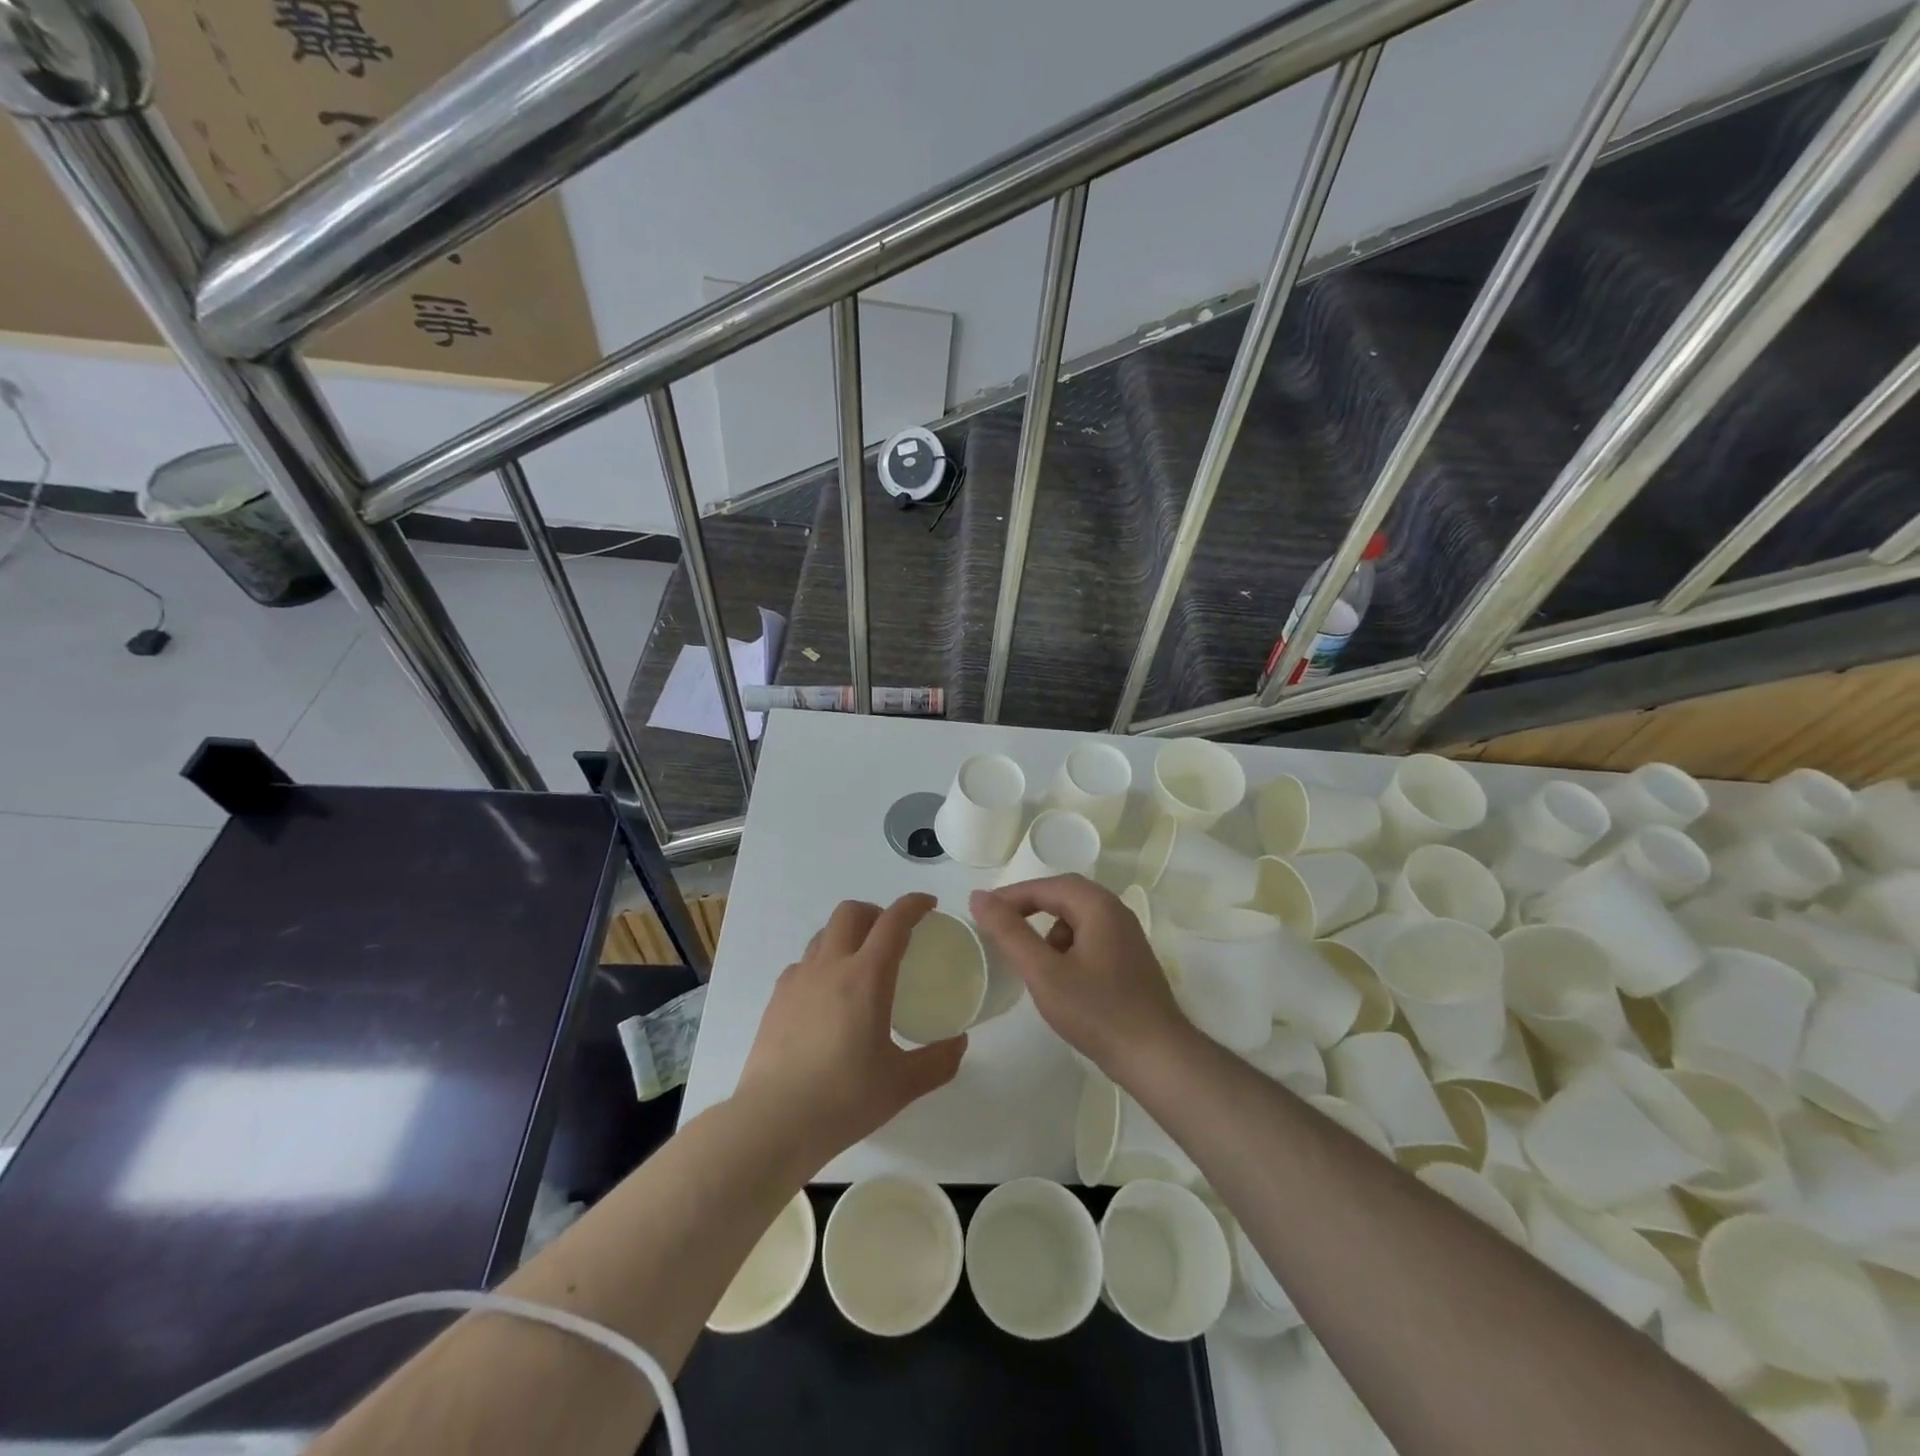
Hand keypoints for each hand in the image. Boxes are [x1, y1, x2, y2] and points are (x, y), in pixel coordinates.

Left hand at [735, 893, 965, 1172]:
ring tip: (861, 965)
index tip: (928, 905)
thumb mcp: (902, 1085)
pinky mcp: (776, 999)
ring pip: (824, 934)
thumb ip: (938, 1061)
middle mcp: (830, 966)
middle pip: (851, 912)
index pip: (893, 922)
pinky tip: (828, 997)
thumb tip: (960, 1043)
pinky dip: (822, 964)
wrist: (772, 1122)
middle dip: (876, 912)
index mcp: (866, 977)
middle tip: (893, 936)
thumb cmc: (843, 1099)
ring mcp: (798, 980)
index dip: (913, 905)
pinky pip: (804, 963)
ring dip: (847, 935)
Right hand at [969, 875, 1193, 1082]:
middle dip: (1029, 908)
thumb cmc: (1097, 1012)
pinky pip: (1090, 936)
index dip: (1010, 896)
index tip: (981, 913)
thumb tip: (979, 898)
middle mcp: (1116, 911)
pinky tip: (1059, 976)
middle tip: (999, 927)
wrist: (1157, 1057)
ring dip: (1048, 928)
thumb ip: (1010, 932)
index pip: (1045, 886)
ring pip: (1077, 916)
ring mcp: (1127, 935)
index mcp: (1098, 905)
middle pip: (1064, 895)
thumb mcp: (1044, 973)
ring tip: (1029, 958)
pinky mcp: (1130, 958)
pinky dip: (1067, 946)